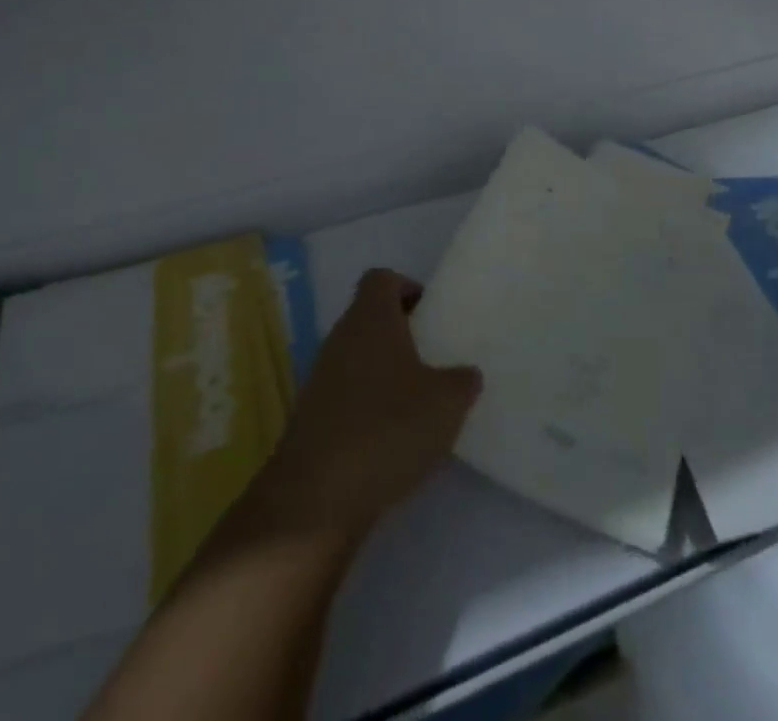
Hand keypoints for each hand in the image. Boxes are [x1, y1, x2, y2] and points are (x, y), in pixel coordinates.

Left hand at [258, 269, 481, 536]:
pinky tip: (392, 438)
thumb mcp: (446, 402)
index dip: (407, 288)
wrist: (316, 498)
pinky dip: (368, 406)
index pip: (381, 279)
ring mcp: (320, 378)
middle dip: (401, 334)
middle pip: (369, 317)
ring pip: (358, 357)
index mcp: (370, 318)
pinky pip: (346, 395)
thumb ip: (462, 380)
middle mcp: (340, 338)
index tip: (431, 315)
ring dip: (385, 372)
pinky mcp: (311, 418)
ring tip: (419, 402)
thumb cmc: (387, 428)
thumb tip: (465, 373)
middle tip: (434, 359)